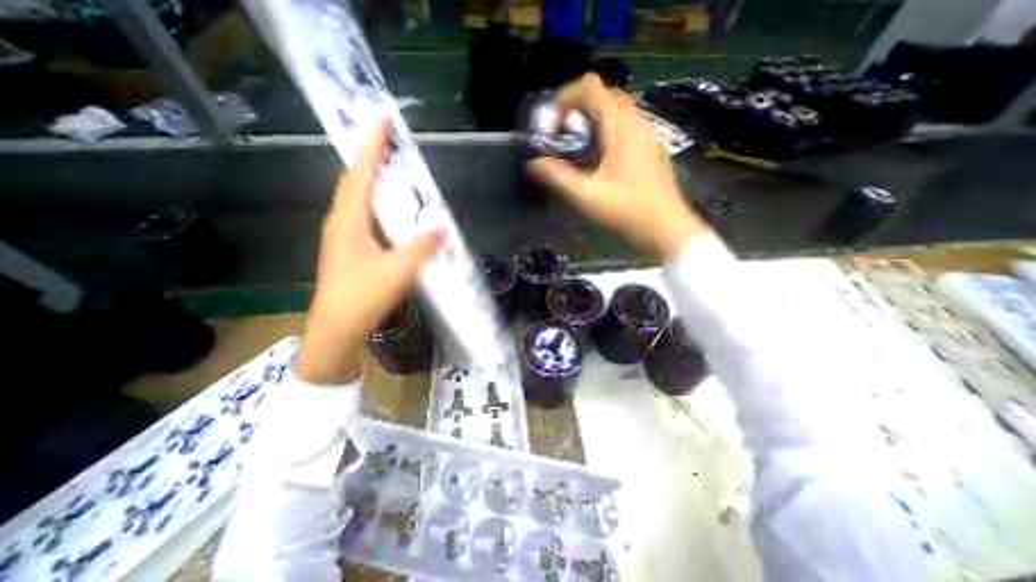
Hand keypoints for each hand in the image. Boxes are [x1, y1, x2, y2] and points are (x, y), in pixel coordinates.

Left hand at [292, 121, 442, 385]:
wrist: (336, 328)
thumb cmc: (363, 297)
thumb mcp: (398, 271)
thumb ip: (421, 247)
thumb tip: (441, 227)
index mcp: (349, 221)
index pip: (361, 174)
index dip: (372, 146)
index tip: (382, 120)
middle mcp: (342, 222)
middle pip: (355, 182)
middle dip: (372, 159)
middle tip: (393, 146)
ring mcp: (343, 236)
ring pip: (359, 199)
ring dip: (375, 182)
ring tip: (396, 173)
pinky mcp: (350, 249)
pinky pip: (365, 217)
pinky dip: (379, 206)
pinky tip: (394, 214)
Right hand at [529, 73, 708, 257]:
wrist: (667, 229)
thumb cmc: (627, 212)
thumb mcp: (587, 197)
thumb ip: (558, 178)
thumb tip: (533, 164)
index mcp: (620, 126)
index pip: (589, 87)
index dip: (565, 99)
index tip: (552, 127)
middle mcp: (636, 121)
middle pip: (603, 95)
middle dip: (577, 110)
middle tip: (562, 139)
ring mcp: (647, 134)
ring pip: (616, 110)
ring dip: (592, 121)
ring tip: (578, 149)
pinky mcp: (651, 148)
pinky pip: (625, 126)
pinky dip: (606, 132)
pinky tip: (600, 160)